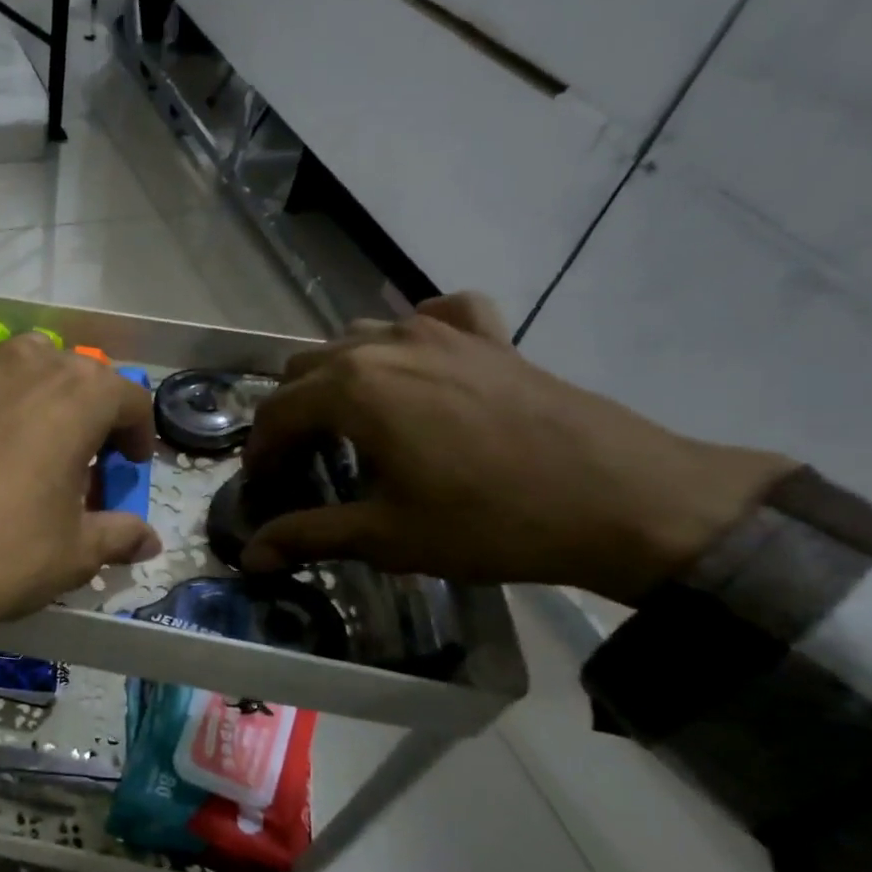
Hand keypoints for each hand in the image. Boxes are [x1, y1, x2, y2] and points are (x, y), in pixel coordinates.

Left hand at [0, 334, 159, 766]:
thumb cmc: (2, 554)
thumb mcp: (75, 553)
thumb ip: (119, 535)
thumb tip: (149, 541)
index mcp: (78, 395)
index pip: (128, 398)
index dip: (138, 434)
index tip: (130, 467)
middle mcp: (27, 364)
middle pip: (78, 374)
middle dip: (92, 412)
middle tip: (84, 460)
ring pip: (25, 364)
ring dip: (42, 395)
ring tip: (33, 442)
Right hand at [240, 293, 795, 603]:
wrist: (621, 500)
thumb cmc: (489, 521)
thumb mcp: (387, 536)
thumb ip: (309, 536)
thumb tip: (250, 556)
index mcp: (352, 389)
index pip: (276, 412)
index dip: (260, 452)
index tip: (264, 486)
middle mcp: (384, 344)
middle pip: (306, 368)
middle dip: (291, 414)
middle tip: (302, 461)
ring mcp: (439, 331)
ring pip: (358, 337)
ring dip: (338, 375)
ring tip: (350, 420)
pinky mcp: (488, 335)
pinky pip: (434, 315)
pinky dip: (412, 334)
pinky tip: (419, 361)